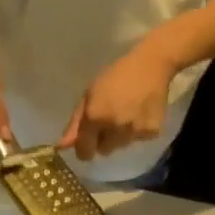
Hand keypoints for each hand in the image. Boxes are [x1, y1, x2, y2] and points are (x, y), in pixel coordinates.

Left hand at [60, 36, 180, 160]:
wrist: (153, 63)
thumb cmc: (116, 75)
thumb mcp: (89, 94)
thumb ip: (76, 123)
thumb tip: (62, 147)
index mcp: (96, 118)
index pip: (84, 151)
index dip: (84, 149)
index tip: (87, 143)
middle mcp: (114, 129)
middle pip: (103, 151)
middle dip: (103, 140)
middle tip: (109, 121)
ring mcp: (135, 132)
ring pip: (121, 146)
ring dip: (120, 136)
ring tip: (126, 114)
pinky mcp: (152, 132)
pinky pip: (138, 139)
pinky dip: (138, 131)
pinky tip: (140, 114)